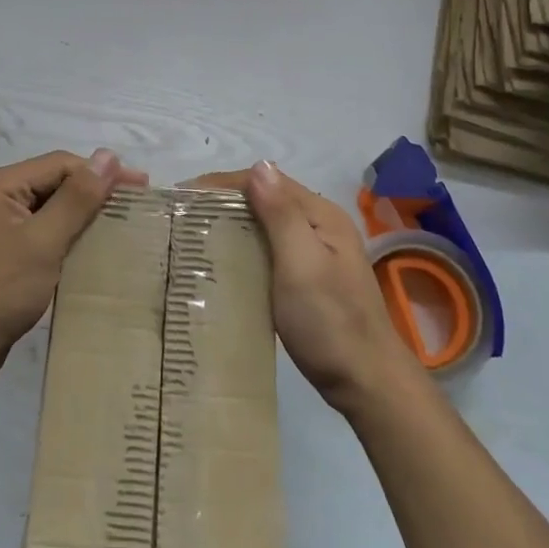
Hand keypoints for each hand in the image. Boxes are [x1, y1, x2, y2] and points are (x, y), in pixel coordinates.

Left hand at [0, 149, 145, 386]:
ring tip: (119, 224)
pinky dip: (64, 234)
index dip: (101, 172)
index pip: (59, 164)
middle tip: (135, 205)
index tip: (141, 186)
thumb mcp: (43, 241)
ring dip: (80, 214)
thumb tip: (109, 156)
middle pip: (53, 182)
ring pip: (47, 207)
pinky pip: (38, 230)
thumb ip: (77, 198)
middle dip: (92, 192)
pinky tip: (88, 247)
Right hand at [189, 162, 412, 413]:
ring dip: (233, 223)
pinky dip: (245, 246)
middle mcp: (320, 225)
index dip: (223, 184)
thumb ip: (281, 214)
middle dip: (224, 201)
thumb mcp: (302, 263)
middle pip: (266, 198)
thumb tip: (259, 165)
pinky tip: (224, 262)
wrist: (367, 382)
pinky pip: (270, 248)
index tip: (182, 197)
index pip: (266, 181)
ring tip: (194, 236)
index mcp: (320, 214)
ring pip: (266, 224)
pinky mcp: (309, 278)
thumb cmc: (330, 321)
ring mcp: (316, 252)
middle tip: (181, 218)